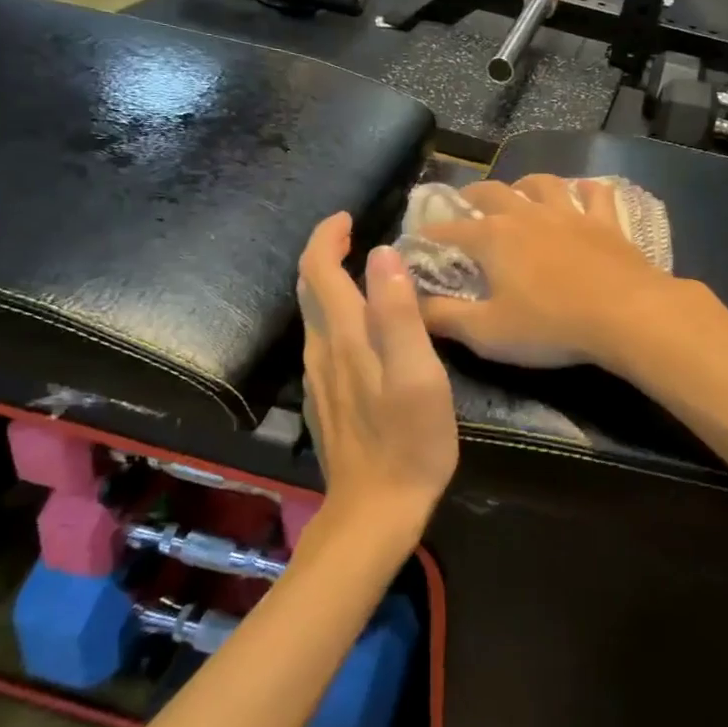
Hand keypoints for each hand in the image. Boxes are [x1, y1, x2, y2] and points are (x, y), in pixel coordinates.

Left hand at [297, 214, 457, 536]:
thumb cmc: (409, 441)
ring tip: (361, 272)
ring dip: (329, 284)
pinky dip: (335, 315)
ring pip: (314, 316)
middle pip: (309, 289)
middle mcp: (321, 350)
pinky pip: (323, 341)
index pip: (319, 270)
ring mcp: (319, 378)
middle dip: (324, 254)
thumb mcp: (418, 374)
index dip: (327, 237)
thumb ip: (399, 313)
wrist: (376, 509)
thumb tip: (383, 254)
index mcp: (345, 336)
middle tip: (353, 235)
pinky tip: (361, 328)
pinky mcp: (325, 400)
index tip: (348, 217)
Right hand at [417, 175, 682, 369]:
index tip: (416, 243)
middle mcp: (526, 214)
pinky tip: (582, 193)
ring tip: (519, 195)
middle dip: (470, 198)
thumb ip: (443, 317)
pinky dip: (583, 190)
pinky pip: (594, 193)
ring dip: (524, 186)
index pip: (447, 231)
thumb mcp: (487, 332)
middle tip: (464, 208)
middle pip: (491, 193)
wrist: (627, 314)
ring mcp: (569, 213)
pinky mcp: (605, 221)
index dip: (428, 236)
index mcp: (492, 238)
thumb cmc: (550, 326)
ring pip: (541, 183)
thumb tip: (409, 304)